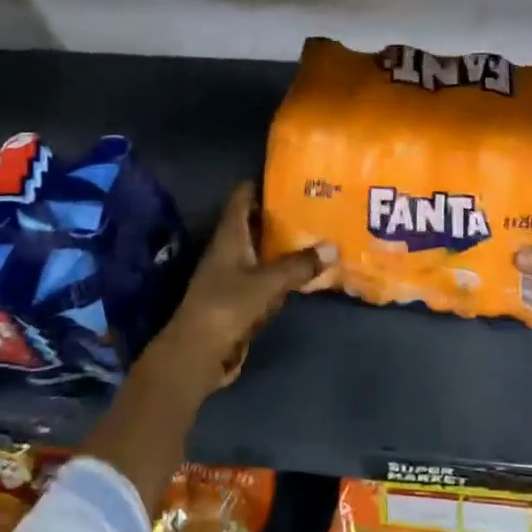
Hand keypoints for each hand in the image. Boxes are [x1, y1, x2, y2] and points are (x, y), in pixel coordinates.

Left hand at [150, 181, 334, 393]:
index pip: (242, 197)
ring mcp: (232, 275)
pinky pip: (264, 277)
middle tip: (315, 205)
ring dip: (284, 245)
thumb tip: (333, 247)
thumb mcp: (268, 282)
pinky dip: (282, 272)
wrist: (197, 353)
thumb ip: (299, 264)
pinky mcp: (238, 299)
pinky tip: (305, 272)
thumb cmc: (227, 306)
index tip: (293, 177)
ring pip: (261, 251)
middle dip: (281, 214)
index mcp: (229, 235)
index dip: (263, 184)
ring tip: (317, 234)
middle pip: (254, 222)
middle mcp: (229, 249)